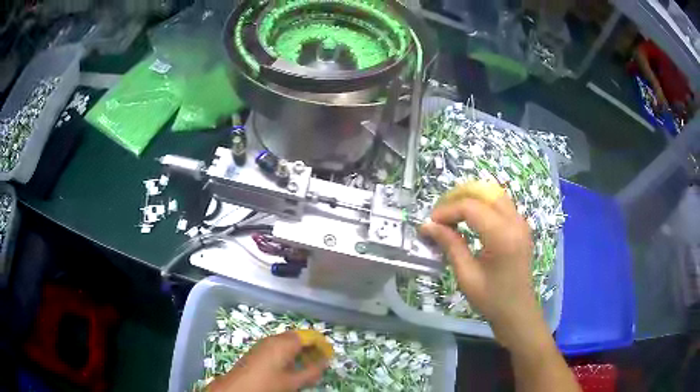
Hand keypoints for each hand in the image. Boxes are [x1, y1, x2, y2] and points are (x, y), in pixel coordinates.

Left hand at [207, 332, 327, 391]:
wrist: (237, 388)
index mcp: (284, 343)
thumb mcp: (293, 381)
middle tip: (320, 362)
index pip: (308, 336)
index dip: (321, 344)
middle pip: (298, 338)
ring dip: (300, 352)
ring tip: (307, 367)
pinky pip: (278, 347)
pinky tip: (291, 368)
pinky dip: (288, 355)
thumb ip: (311, 372)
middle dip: (311, 348)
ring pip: (287, 343)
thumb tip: (325, 363)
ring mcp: (264, 344)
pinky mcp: (258, 350)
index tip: (329, 355)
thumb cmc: (267, 384)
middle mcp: (274, 339)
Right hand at [421, 194, 541, 346]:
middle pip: (484, 193)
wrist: (517, 311)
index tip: (430, 223)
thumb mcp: (467, 275)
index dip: (447, 211)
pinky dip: (483, 205)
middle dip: (458, 198)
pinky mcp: (521, 226)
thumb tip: (427, 226)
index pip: (471, 207)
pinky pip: (501, 204)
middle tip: (440, 215)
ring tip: (453, 214)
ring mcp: (521, 222)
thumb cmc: (492, 299)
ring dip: (471, 199)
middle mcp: (515, 222)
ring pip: (494, 194)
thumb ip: (450, 245)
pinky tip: (470, 220)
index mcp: (502, 236)